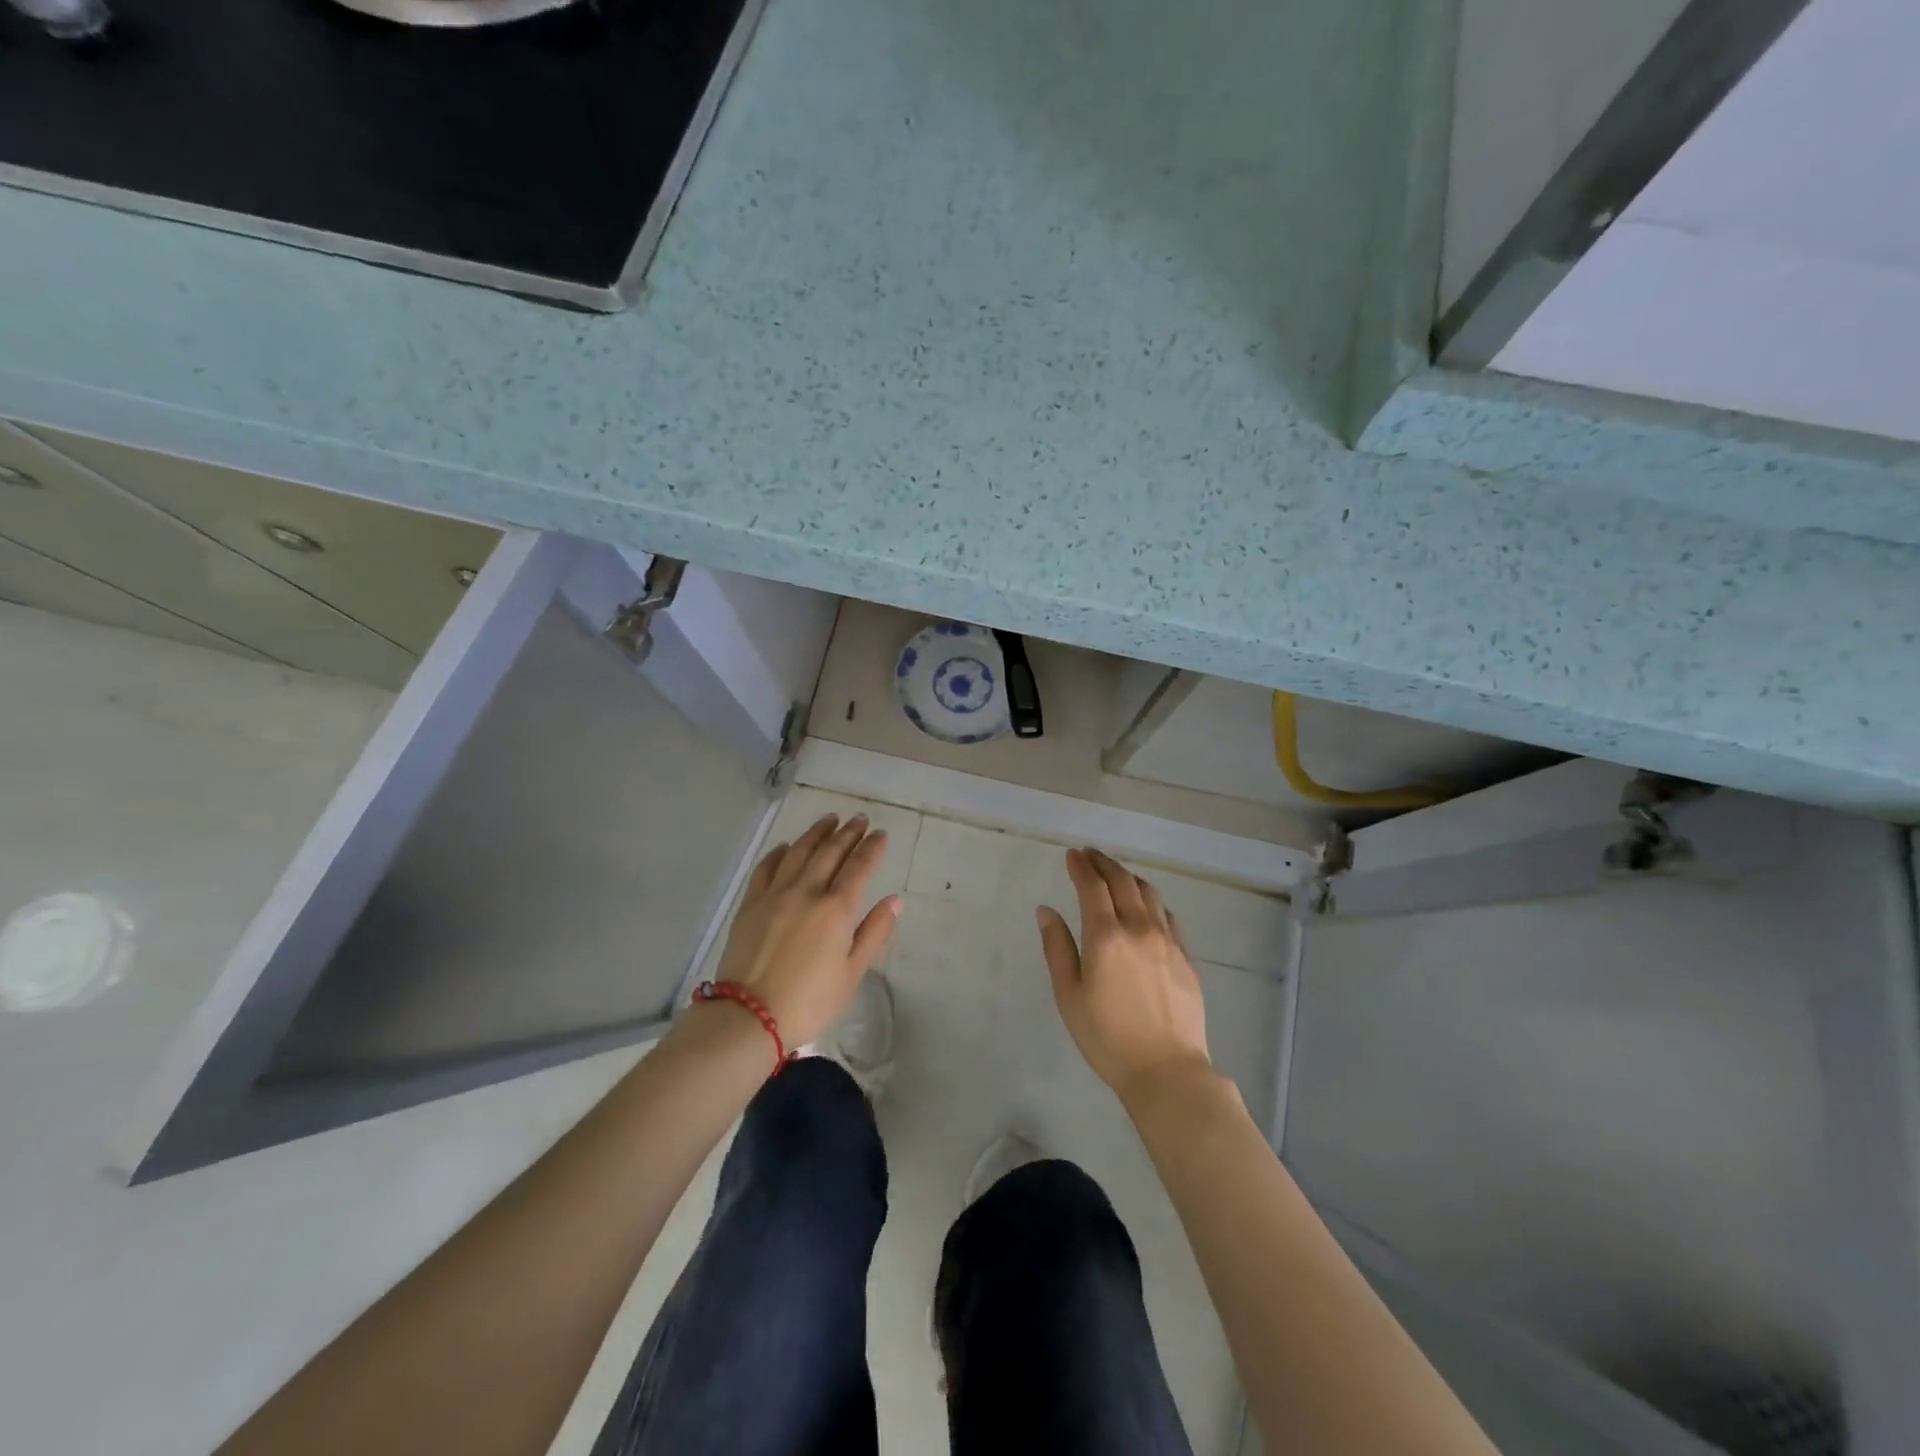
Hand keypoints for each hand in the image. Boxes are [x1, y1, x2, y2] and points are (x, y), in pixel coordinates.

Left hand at [710, 813, 899, 1048]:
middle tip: (859, 819)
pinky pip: (767, 867)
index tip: (880, 834)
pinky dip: (779, 852)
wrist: (749, 1016)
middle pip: (830, 852)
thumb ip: (874, 933)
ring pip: (799, 851)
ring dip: (817, 833)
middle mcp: (807, 891)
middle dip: (848, 832)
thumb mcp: (852, 974)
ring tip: (829, 820)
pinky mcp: (751, 903)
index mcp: (837, 909)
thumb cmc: (810, 1002)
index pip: (860, 867)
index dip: (872, 848)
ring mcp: (775, 894)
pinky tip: (786, 846)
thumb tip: (894, 900)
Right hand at [1038, 848, 1211, 1100]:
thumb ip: (1057, 948)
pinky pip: (1168, 915)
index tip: (1072, 855)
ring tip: (1116, 874)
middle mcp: (1139, 929)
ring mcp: (1168, 941)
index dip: (1081, 867)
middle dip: (1104, 863)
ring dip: (1128, 877)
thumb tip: (1046, 911)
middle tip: (1090, 855)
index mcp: (1106, 937)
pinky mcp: (1186, 957)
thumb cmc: (1107, 1038)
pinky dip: (1152, 901)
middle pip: (1123, 882)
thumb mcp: (1069, 996)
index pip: (1092, 887)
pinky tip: (1147, 906)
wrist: (1167, 1071)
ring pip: (1149, 894)